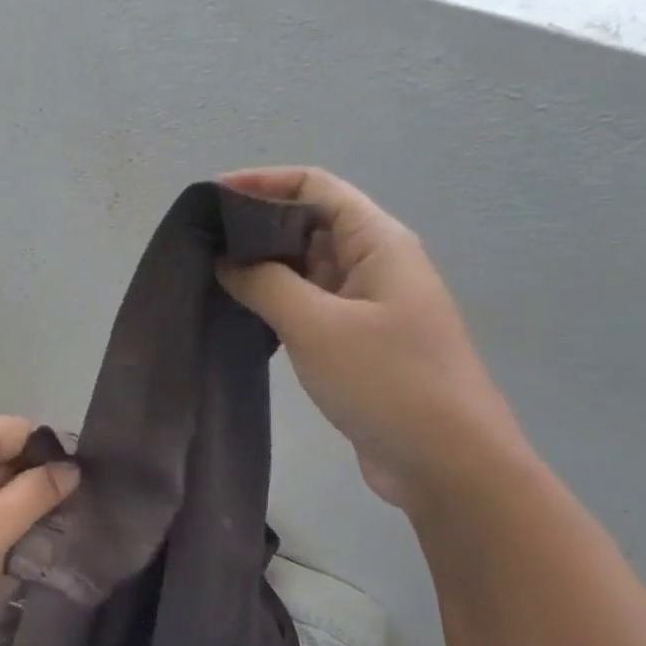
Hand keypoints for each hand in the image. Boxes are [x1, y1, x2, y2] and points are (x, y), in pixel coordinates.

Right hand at [218, 166, 525, 510]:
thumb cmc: (387, 381)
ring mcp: (366, 305)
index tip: (211, 198)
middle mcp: (374, 264)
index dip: (263, 182)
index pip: (316, 186)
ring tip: (208, 276)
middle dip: (255, 226)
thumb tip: (225, 259)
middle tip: (199, 244)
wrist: (446, 463)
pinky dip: (273, 302)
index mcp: (378, 242)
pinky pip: (308, 305)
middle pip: (309, 223)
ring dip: (261, 267)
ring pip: (305, 268)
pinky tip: (239, 314)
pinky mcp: (355, 342)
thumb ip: (265, 283)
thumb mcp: (317, 325)